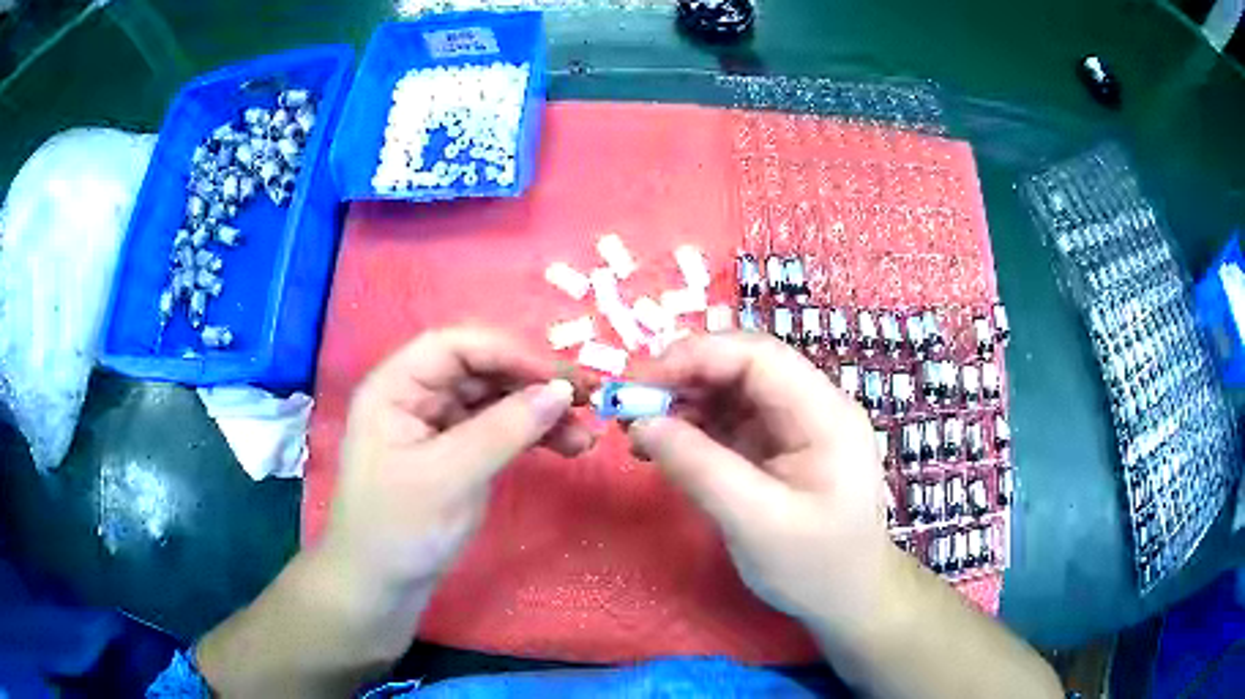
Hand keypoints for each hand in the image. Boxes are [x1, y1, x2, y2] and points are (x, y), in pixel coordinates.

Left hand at [323, 327, 595, 590]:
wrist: (382, 587)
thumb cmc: (400, 529)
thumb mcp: (449, 477)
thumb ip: (504, 430)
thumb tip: (562, 391)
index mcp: (395, 387)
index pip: (455, 347)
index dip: (508, 352)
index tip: (559, 377)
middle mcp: (417, 396)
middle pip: (481, 370)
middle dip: (533, 383)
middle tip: (588, 398)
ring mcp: (439, 426)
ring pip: (496, 401)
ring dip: (540, 412)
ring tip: (586, 435)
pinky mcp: (458, 454)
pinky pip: (500, 431)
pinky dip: (532, 436)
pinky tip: (566, 446)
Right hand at [627, 332, 897, 640]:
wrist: (847, 599)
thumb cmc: (813, 567)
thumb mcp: (755, 522)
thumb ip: (699, 468)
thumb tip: (640, 422)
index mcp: (824, 414)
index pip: (758, 356)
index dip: (696, 355)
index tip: (640, 382)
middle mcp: (812, 407)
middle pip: (743, 366)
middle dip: (684, 377)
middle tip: (630, 405)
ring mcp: (794, 426)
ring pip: (732, 390)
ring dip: (683, 402)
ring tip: (640, 431)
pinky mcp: (776, 447)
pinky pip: (729, 421)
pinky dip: (693, 427)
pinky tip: (663, 447)